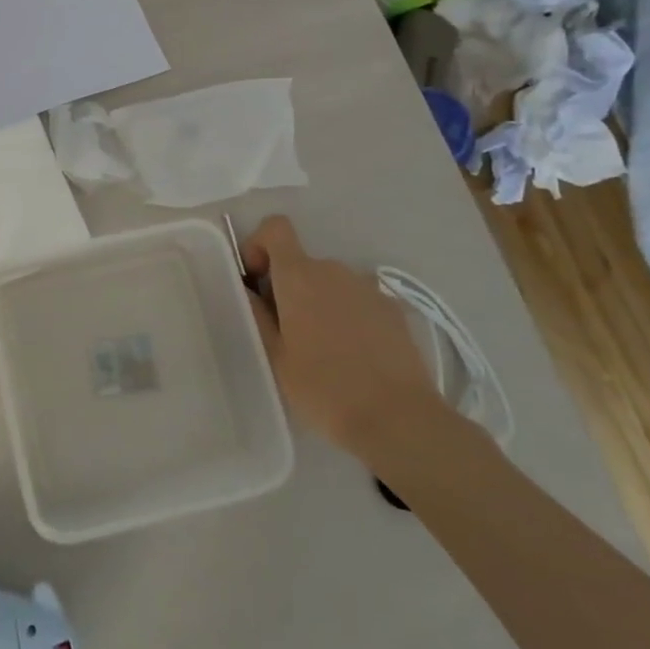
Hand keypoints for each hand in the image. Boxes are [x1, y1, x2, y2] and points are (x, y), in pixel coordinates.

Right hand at [242, 215, 442, 456]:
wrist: (400, 420)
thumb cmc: (324, 388)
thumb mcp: (275, 357)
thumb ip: (258, 315)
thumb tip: (249, 290)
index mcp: (299, 276)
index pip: (276, 228)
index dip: (260, 244)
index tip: (257, 281)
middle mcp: (334, 270)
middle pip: (303, 263)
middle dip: (290, 287)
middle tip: (287, 332)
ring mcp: (369, 288)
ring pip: (332, 283)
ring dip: (321, 303)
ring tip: (325, 349)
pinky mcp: (395, 310)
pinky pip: (359, 301)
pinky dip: (350, 317)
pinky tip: (355, 357)